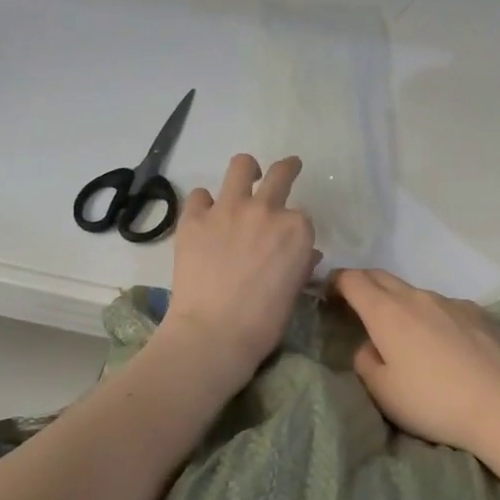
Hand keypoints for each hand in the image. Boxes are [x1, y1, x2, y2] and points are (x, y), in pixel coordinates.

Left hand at [156, 155, 317, 387]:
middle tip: (288, 169)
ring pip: (241, 166)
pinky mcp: (194, 218)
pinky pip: (200, 195)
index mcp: (296, 229)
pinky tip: (205, 217)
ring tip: (245, 178)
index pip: (301, 215)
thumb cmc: (263, 322)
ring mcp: (227, 209)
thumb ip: (302, 264)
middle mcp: (265, 209)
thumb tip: (306, 253)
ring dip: (246, 170)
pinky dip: (205, 203)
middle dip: (287, 169)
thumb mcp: (293, 292)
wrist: (214, 333)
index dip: (295, 226)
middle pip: (280, 174)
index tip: (289, 237)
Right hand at [329, 269, 499, 462]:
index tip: (330, 293)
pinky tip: (446, 347)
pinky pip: (446, 308)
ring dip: (402, 305)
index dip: (337, 282)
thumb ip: (366, 361)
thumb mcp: (383, 392)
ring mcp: (452, 302)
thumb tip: (371, 346)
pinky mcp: (480, 313)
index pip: (353, 280)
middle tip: (357, 306)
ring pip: (416, 294)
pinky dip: (434, 318)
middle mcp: (418, 297)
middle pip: (382, 277)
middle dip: (364, 284)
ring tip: (407, 336)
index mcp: (387, 313)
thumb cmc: (434, 402)